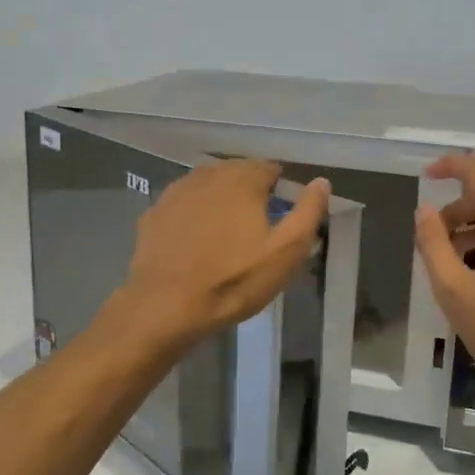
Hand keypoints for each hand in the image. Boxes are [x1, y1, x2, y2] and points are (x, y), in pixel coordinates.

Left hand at [119, 158, 330, 348]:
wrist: (166, 305)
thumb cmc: (234, 279)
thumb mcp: (286, 251)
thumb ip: (308, 212)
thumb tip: (321, 182)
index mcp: (242, 178)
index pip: (269, 168)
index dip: (279, 191)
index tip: (281, 218)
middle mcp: (207, 174)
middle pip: (237, 174)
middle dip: (249, 194)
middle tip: (256, 230)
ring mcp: (176, 192)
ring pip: (208, 188)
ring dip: (220, 203)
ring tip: (226, 237)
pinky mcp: (154, 213)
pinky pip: (183, 206)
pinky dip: (193, 216)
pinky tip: (195, 243)